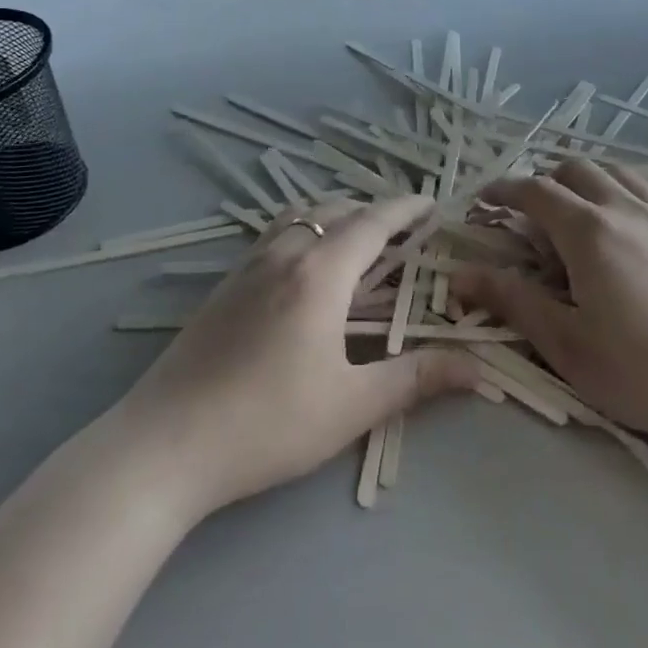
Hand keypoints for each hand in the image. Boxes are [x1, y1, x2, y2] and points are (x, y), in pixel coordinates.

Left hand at [113, 194, 477, 521]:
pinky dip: (304, 229)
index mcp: (320, 273)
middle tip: (402, 229)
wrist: (166, 444)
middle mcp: (284, 254)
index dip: (405, 209)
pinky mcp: (223, 286)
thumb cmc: (268, 424)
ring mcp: (248, 267)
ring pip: (299, 217)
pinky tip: (303, 267)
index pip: (372, 222)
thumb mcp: (352, 405)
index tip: (431, 202)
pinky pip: (274, 235)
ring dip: (334, 215)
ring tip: (355, 237)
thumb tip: (481, 370)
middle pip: (336, 210)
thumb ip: (417, 379)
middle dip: (373, 211)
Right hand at [451, 160, 647, 488]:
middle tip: (528, 214)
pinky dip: (628, 188)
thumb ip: (512, 301)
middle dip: (543, 182)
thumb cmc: (645, 372)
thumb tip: (459, 274)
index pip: (535, 191)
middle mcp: (626, 207)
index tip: (483, 200)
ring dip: (586, 180)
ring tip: (576, 209)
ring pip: (617, 172)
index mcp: (589, 231)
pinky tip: (630, 215)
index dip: (503, 190)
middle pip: (575, 170)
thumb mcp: (567, 345)